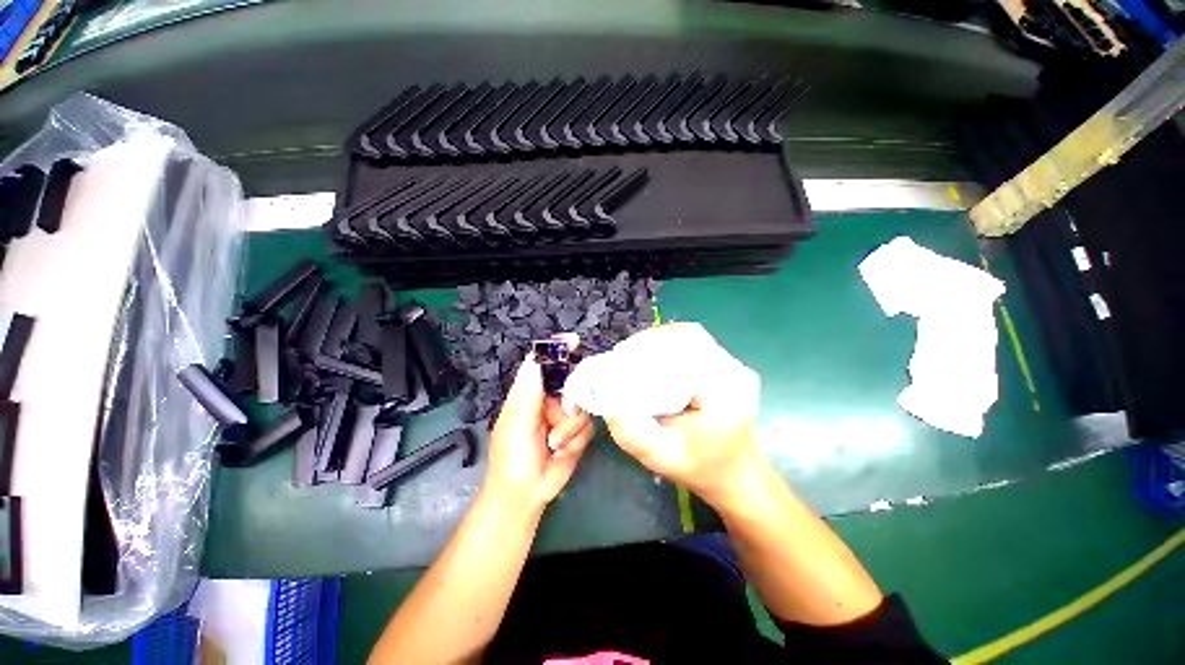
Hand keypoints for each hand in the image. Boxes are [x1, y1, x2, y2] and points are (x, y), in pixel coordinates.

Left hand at [485, 341, 594, 512]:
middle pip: (571, 382)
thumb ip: (529, 395)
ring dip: (570, 428)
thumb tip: (535, 363)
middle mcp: (548, 400)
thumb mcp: (517, 425)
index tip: (573, 341)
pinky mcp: (577, 433)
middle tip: (560, 416)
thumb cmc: (512, 459)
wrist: (527, 495)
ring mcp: (564, 416)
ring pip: (582, 406)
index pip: (542, 364)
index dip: (556, 350)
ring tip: (553, 444)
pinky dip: (576, 440)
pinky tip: (562, 451)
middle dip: (570, 401)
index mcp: (529, 393)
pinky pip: (588, 426)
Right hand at [601, 323, 764, 507]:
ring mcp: (735, 365)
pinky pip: (696, 342)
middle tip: (623, 357)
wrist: (735, 474)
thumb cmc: (698, 468)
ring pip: (690, 336)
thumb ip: (629, 430)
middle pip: (687, 337)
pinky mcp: (729, 365)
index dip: (649, 346)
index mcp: (723, 394)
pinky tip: (655, 357)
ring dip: (660, 341)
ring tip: (635, 356)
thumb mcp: (658, 456)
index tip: (621, 358)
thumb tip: (603, 393)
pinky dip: (671, 344)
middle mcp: (734, 372)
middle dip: (650, 342)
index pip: (683, 350)